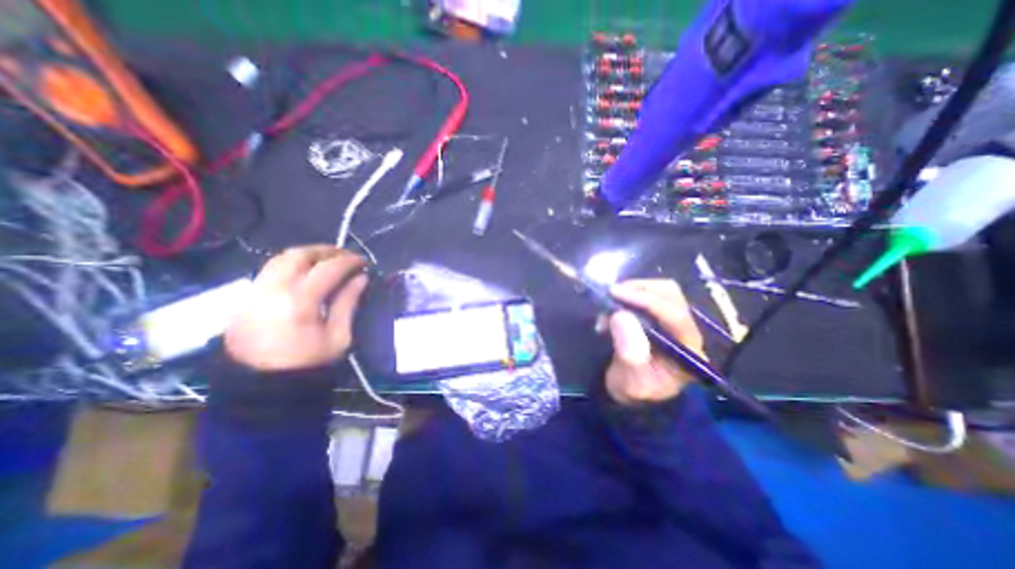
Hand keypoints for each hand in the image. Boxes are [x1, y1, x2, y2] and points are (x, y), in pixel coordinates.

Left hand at [222, 245, 367, 370]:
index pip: (327, 269)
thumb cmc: (308, 363)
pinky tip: (307, 271)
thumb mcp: (339, 336)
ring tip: (328, 260)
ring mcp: (255, 291)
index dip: (349, 261)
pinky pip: (271, 269)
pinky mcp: (246, 296)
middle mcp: (273, 290)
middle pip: (299, 255)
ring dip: (308, 254)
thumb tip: (361, 278)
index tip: (364, 262)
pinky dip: (293, 264)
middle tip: (346, 256)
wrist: (260, 384)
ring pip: (281, 258)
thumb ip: (348, 303)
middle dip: (326, 251)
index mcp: (299, 303)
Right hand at [601, 278, 707, 405]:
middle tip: (610, 295)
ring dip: (633, 291)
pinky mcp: (660, 316)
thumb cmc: (634, 391)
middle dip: (639, 290)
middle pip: (671, 295)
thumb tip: (621, 315)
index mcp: (688, 351)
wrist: (632, 393)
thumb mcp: (631, 383)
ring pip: (660, 290)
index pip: (675, 316)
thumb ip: (629, 354)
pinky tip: (614, 306)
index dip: (645, 300)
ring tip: (609, 304)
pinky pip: (648, 294)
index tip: (616, 293)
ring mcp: (674, 321)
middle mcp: (686, 331)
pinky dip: (629, 294)